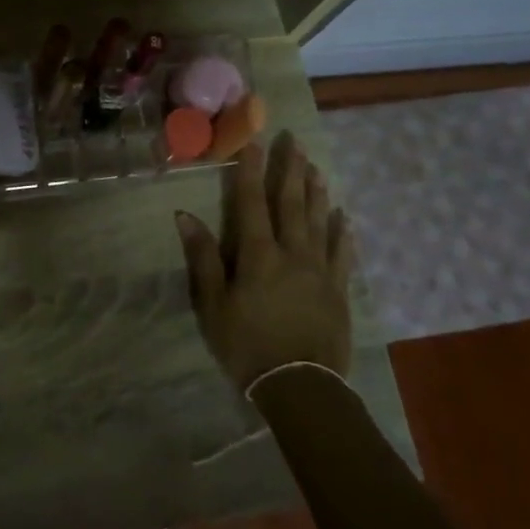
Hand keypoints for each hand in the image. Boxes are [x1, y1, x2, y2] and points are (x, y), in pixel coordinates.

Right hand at [175, 133, 354, 391]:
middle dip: (290, 171)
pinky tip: (344, 217)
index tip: (254, 142)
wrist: (300, 386)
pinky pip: (342, 254)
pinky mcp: (338, 290)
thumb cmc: (247, 345)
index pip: (252, 203)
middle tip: (294, 142)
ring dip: (316, 193)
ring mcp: (319, 271)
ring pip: (319, 222)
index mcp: (258, 255)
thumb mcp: (213, 304)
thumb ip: (203, 258)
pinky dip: (342, 233)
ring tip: (315, 168)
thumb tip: (185, 216)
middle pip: (291, 204)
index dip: (251, 171)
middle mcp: (292, 253)